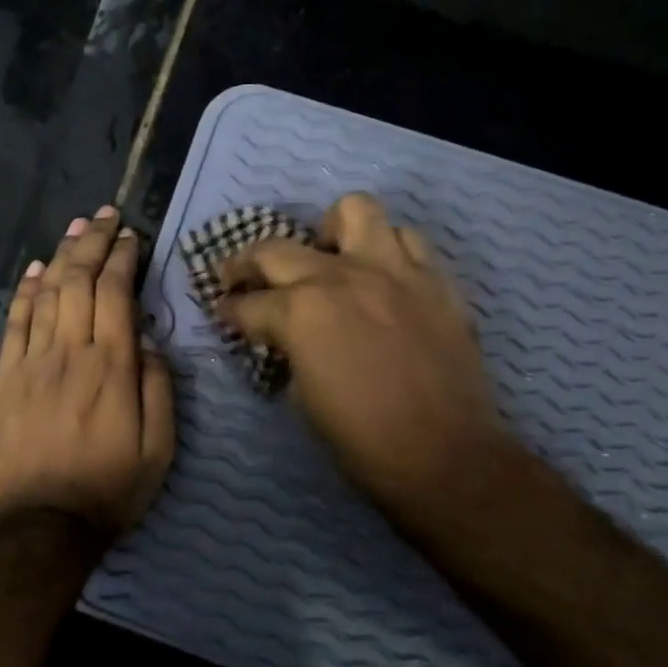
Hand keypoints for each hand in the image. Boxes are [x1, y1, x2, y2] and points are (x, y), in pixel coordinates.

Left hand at [0, 205, 175, 542]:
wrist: (40, 525)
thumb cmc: (109, 488)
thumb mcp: (159, 448)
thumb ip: (158, 388)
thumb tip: (149, 341)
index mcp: (112, 366)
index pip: (116, 294)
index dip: (123, 258)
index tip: (131, 236)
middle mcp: (71, 352)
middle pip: (80, 282)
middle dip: (94, 243)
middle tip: (105, 216)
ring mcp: (33, 362)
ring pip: (48, 294)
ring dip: (63, 256)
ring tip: (76, 228)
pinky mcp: (5, 378)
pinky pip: (16, 322)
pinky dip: (27, 291)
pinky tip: (37, 269)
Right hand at [216, 193, 516, 533]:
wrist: (445, 456)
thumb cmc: (361, 438)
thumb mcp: (302, 395)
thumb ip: (289, 349)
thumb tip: (285, 336)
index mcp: (300, 312)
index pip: (247, 303)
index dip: (228, 311)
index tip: (223, 313)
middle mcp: (341, 276)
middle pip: (276, 249)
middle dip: (246, 264)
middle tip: (242, 279)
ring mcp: (393, 270)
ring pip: (354, 211)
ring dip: (331, 232)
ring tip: (329, 256)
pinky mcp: (434, 278)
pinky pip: (408, 239)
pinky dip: (388, 250)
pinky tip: (382, 275)